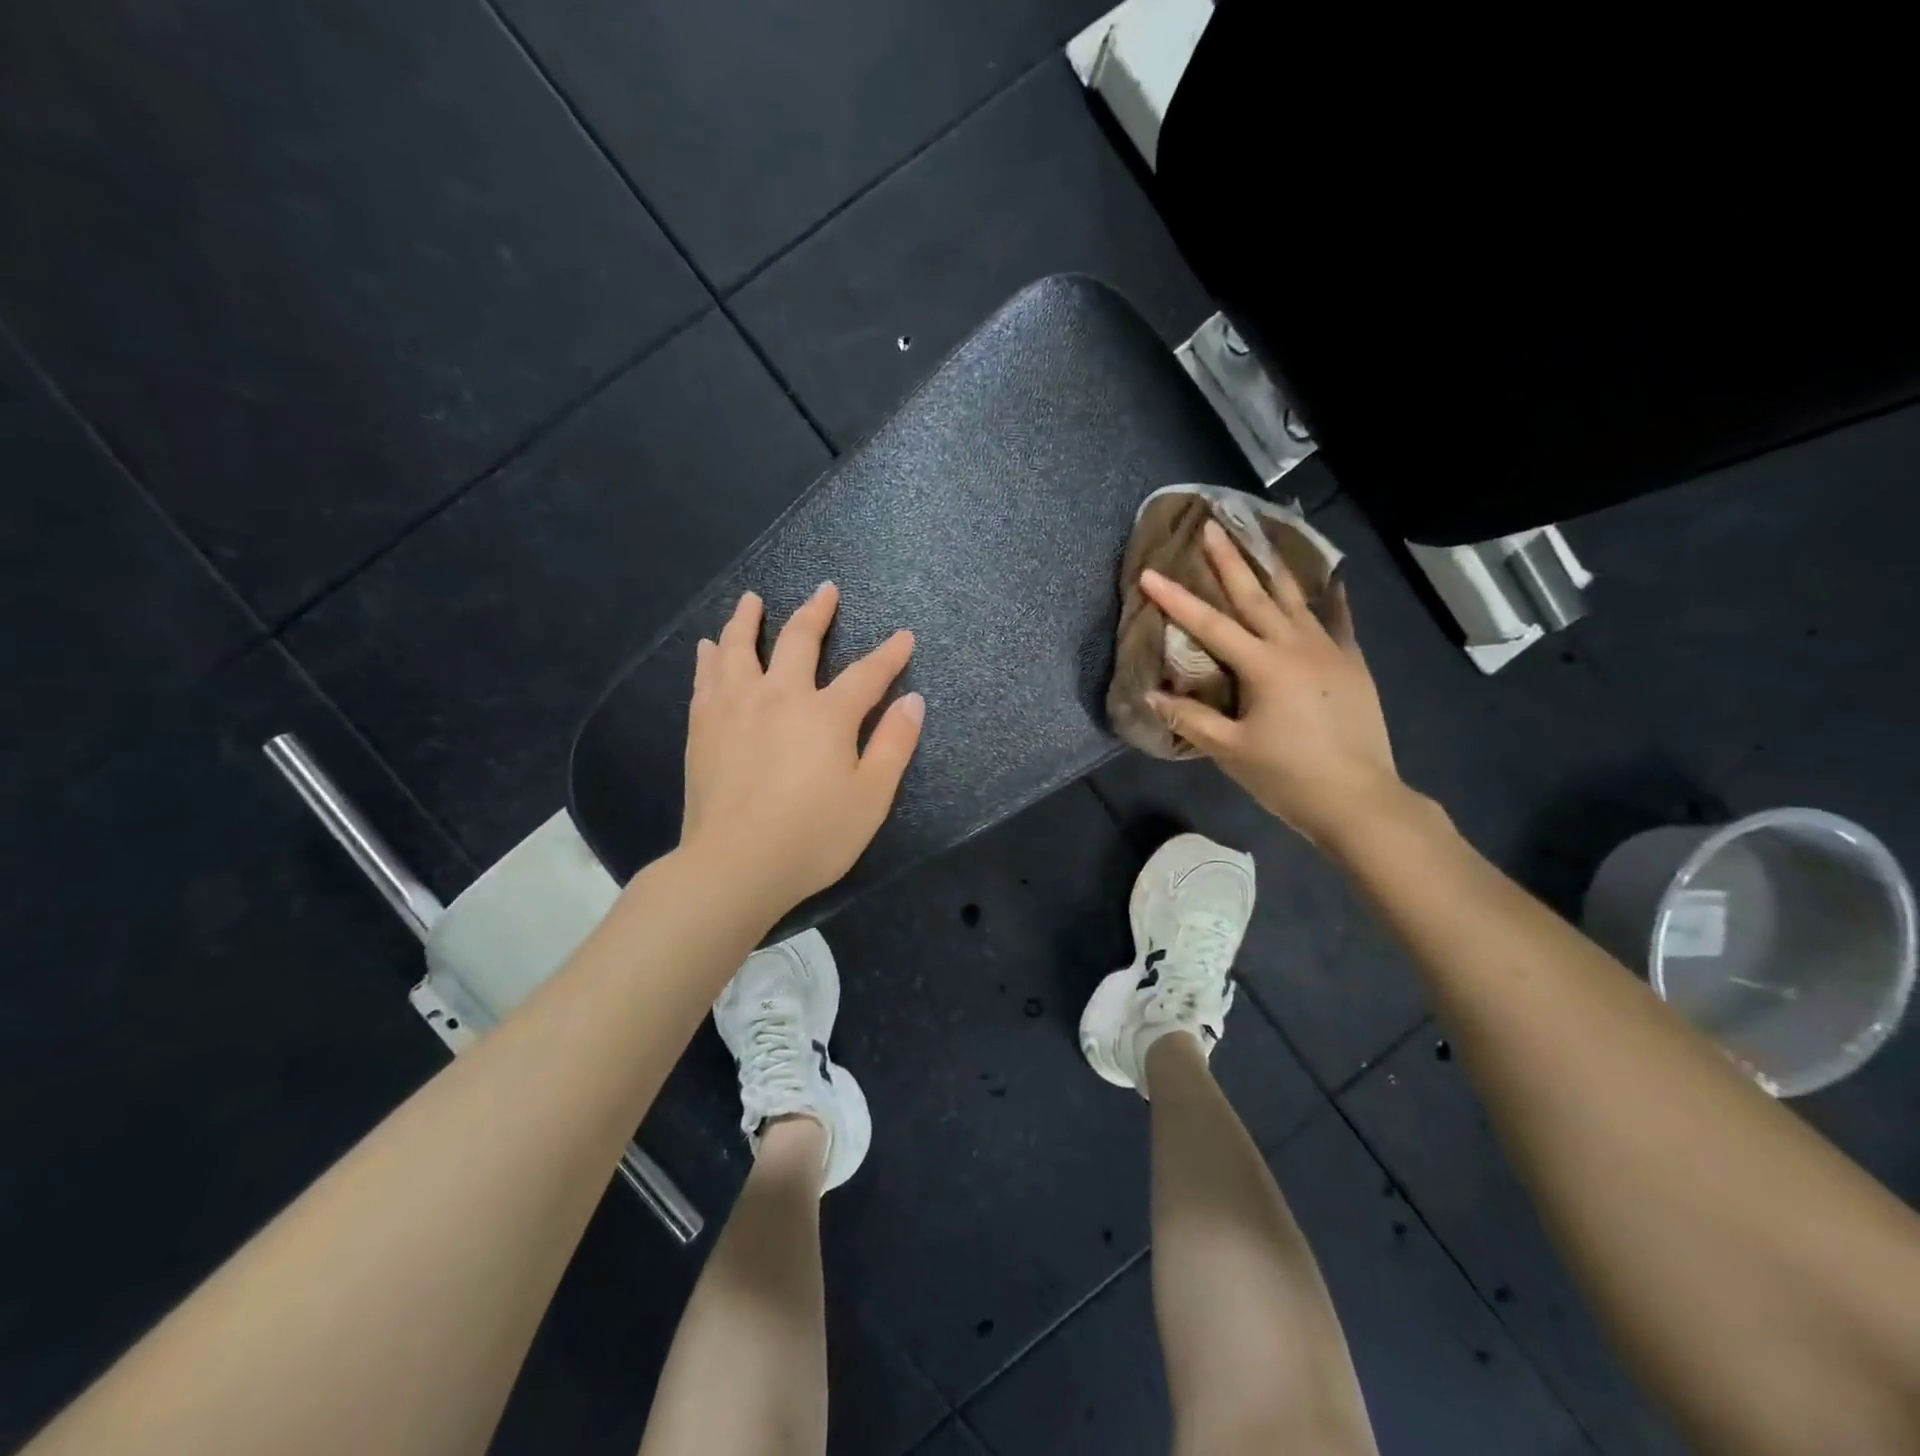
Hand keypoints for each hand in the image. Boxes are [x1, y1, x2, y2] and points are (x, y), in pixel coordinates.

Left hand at [681, 583, 923, 916]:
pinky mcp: (703, 726)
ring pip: (740, 647)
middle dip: (816, 612)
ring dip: (749, 618)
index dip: (889, 654)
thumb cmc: (812, 836)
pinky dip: (711, 655)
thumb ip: (894, 744)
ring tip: (752, 600)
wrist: (734, 865)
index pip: (867, 673)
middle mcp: (779, 696)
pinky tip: (710, 646)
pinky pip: (706, 677)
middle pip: (799, 640)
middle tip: (825, 590)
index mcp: (826, 714)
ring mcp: (735, 707)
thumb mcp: (871, 797)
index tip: (904, 636)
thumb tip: (913, 700)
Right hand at [1140, 520, 1404, 847]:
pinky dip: (1331, 598)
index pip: (1210, 625)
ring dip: (1273, 567)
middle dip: (1230, 560)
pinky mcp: (1352, 664)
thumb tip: (1151, 695)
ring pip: (1297, 599)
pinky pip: (1338, 620)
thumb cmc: (1289, 777)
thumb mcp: (1231, 752)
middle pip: (1256, 595)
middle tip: (1212, 526)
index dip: (1176, 600)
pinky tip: (1332, 580)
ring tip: (1259, 537)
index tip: (1149, 573)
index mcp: (1264, 666)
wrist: (1360, 800)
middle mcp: (1297, 646)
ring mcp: (1330, 651)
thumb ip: (1190, 719)